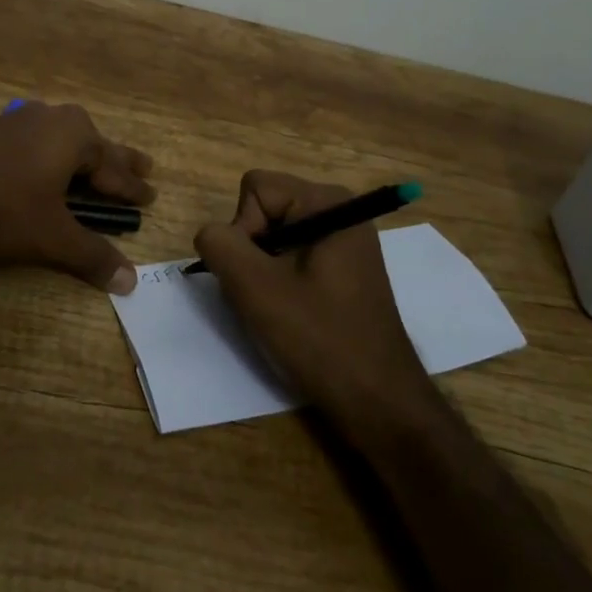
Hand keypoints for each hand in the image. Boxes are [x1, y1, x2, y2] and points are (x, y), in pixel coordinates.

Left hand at [0, 102, 154, 291]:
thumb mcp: (49, 236)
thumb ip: (91, 256)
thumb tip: (131, 282)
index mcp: (75, 136)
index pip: (115, 169)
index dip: (134, 188)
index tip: (151, 196)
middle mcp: (52, 120)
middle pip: (95, 146)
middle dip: (119, 161)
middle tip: (145, 168)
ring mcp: (19, 121)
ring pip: (65, 140)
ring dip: (85, 157)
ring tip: (99, 165)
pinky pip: (38, 142)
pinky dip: (54, 156)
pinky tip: (46, 161)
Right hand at [195, 171, 431, 425]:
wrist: (379, 402)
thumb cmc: (320, 338)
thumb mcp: (255, 288)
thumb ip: (220, 245)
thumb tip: (212, 235)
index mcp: (327, 201)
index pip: (254, 189)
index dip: (243, 230)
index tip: (260, 275)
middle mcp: (340, 210)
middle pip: (264, 209)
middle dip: (252, 251)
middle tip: (267, 296)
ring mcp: (344, 240)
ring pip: (273, 237)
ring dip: (263, 271)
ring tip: (280, 309)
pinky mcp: (344, 268)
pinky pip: (292, 257)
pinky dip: (280, 282)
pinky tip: (293, 314)